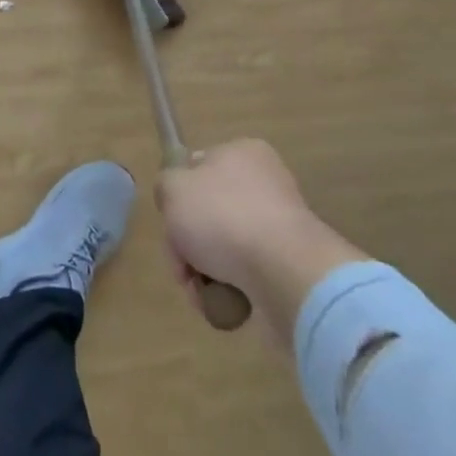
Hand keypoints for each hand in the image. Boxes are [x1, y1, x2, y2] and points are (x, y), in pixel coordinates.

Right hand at [155, 139, 369, 343]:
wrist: (285, 273)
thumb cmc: (223, 217)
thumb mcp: (174, 188)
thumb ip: (166, 184)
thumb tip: (176, 196)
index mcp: (242, 152)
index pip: (197, 167)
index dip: (178, 197)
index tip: (171, 223)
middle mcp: (265, 183)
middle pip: (208, 212)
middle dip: (188, 244)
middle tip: (183, 267)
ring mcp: (280, 225)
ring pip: (224, 246)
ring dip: (205, 271)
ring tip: (201, 292)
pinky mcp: (289, 264)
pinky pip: (247, 273)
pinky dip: (230, 288)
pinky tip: (223, 303)